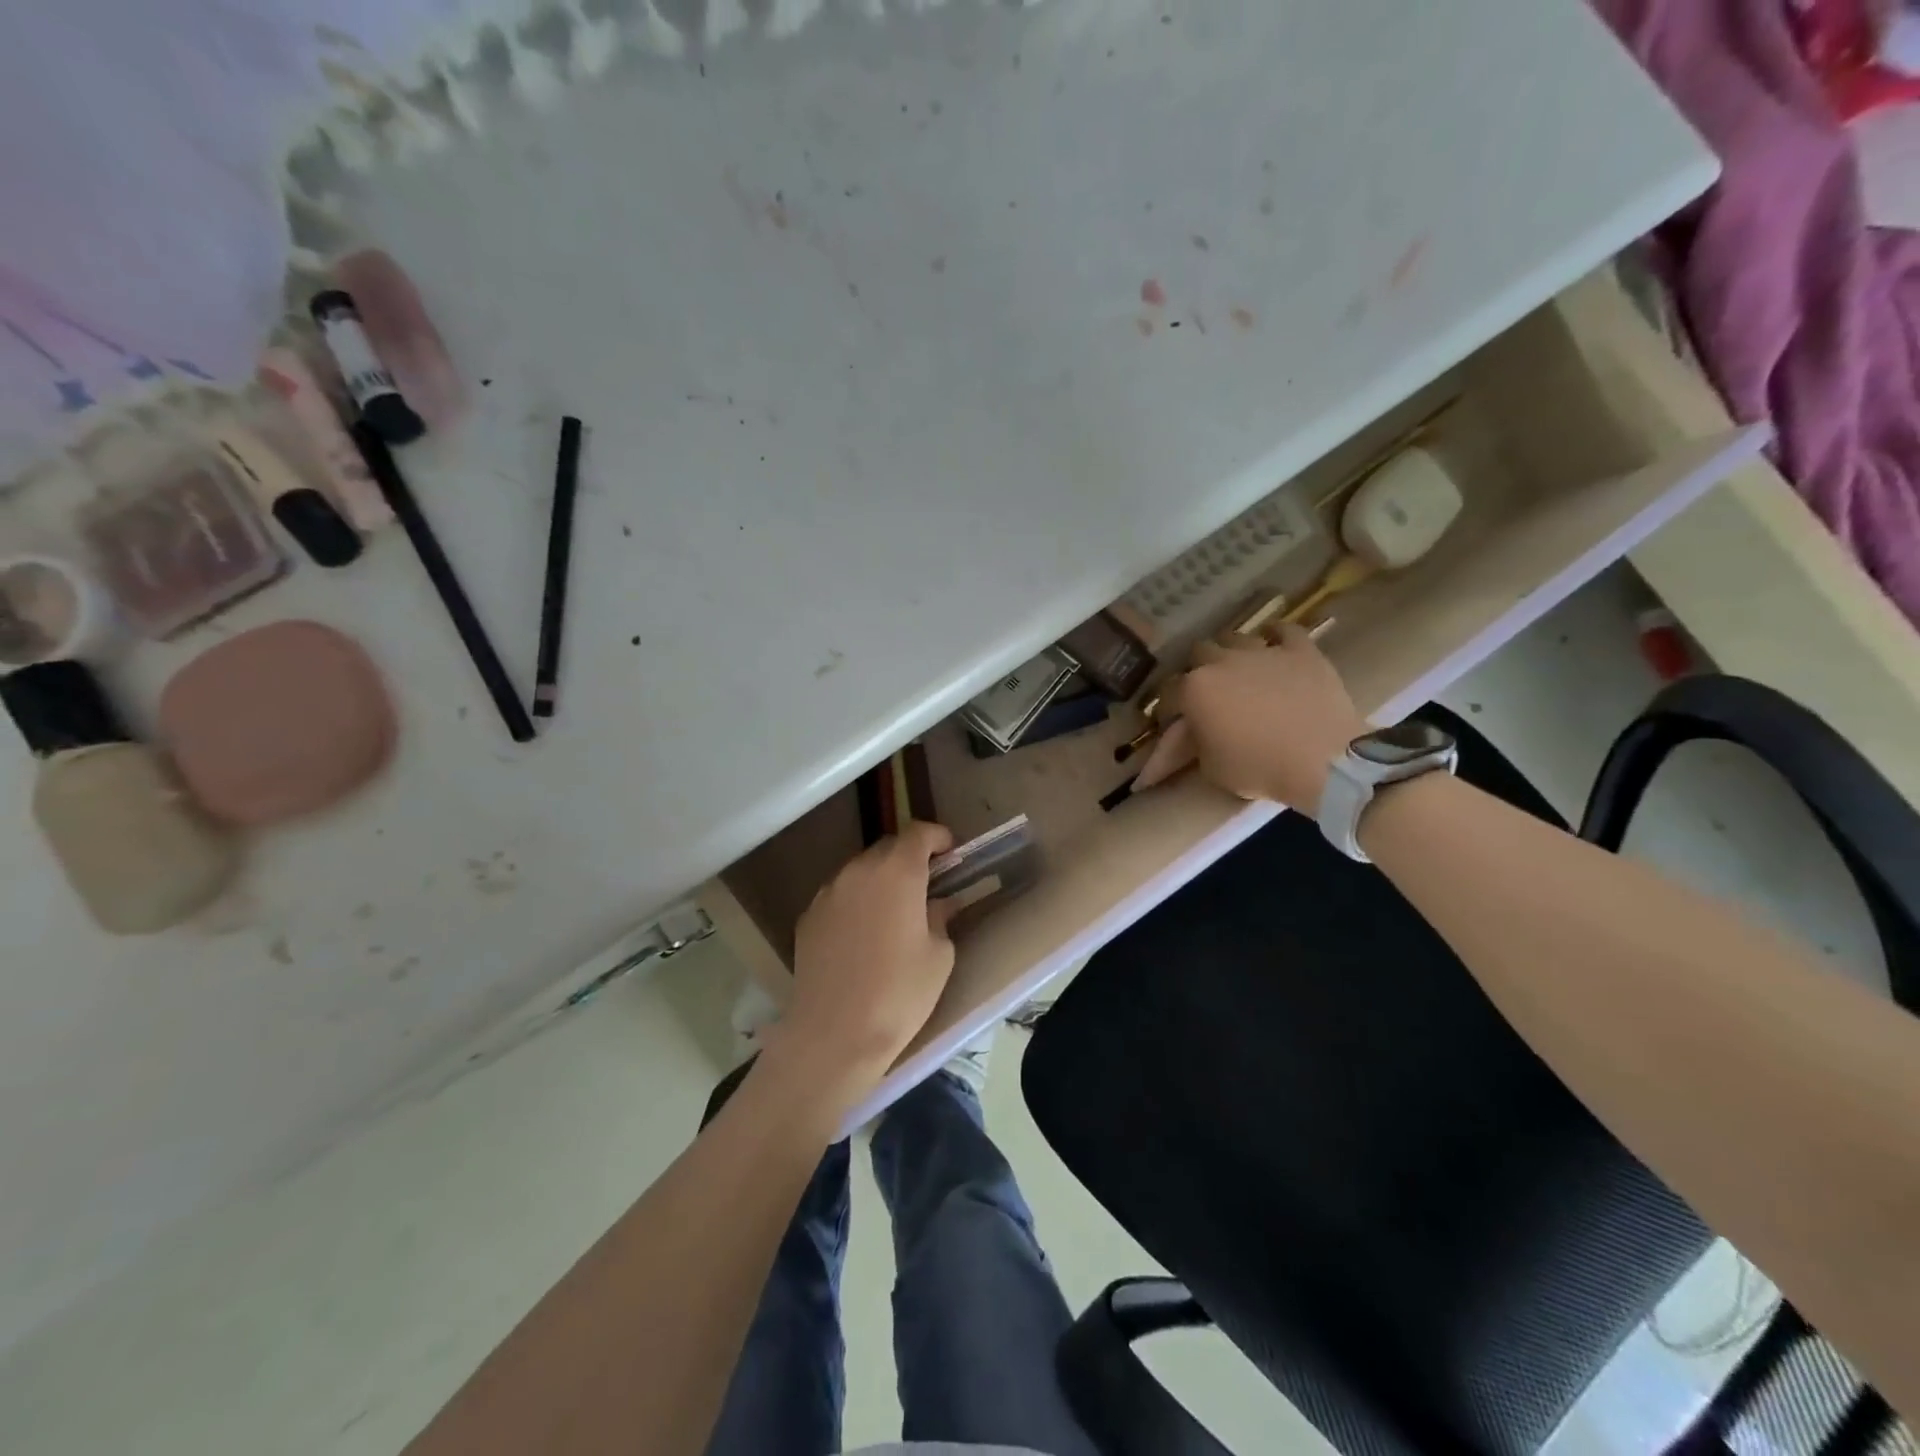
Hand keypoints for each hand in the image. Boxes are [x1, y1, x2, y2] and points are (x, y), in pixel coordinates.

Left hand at [772, 822, 957, 1099]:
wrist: (833, 1035)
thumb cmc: (899, 995)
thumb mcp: (939, 956)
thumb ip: (940, 917)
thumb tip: (937, 905)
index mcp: (897, 873)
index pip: (918, 832)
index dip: (937, 838)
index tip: (950, 854)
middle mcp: (858, 871)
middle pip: (888, 848)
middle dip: (909, 859)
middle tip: (926, 886)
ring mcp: (828, 892)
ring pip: (860, 871)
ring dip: (880, 881)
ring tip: (893, 914)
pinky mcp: (808, 916)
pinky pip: (839, 896)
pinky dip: (856, 902)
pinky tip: (862, 936)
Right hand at [1133, 624, 1368, 813]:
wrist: (1323, 761)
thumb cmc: (1259, 769)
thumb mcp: (1211, 768)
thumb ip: (1195, 743)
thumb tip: (1192, 734)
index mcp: (1194, 690)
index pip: (1167, 693)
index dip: (1168, 709)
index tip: (1173, 723)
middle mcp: (1222, 662)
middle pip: (1199, 653)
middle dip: (1198, 670)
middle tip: (1207, 692)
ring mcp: (1263, 652)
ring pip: (1235, 637)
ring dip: (1230, 651)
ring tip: (1237, 668)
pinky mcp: (1301, 651)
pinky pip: (1284, 630)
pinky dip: (1276, 635)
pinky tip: (1274, 642)